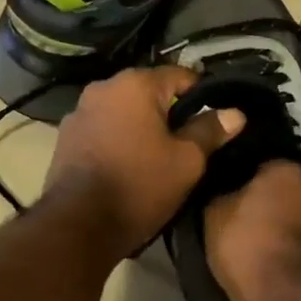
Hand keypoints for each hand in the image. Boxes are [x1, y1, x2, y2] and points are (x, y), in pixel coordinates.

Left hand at [43, 66, 244, 254]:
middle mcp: (102, 87)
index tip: (215, 119)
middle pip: (149, 92)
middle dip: (169, 112)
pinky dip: (118, 139)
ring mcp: (79, 112)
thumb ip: (210, 131)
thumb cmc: (140, 186)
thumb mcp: (187, 161)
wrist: (79, 224)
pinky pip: (103, 129)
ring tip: (157, 155)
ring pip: (123, 111)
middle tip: (189, 141)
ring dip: (141, 126)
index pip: (181, 75)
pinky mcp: (65, 138)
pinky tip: (128, 163)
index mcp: (135, 84)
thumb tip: (235, 113)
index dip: (203, 96)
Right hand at [203, 160, 300, 300]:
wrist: (294, 297)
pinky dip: (299, 249)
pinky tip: (283, 264)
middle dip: (271, 202)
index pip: (260, 164)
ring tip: (266, 248)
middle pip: (287, 189)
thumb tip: (226, 191)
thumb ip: (221, 195)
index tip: (231, 199)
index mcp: (284, 168)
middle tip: (249, 222)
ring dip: (288, 226)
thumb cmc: (249, 247)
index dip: (244, 182)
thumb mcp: (214, 217)